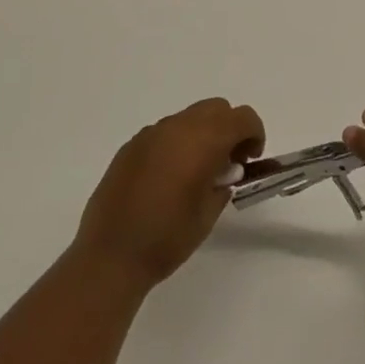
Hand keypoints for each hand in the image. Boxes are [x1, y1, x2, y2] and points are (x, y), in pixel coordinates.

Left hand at [73, 98, 264, 290]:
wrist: (110, 255)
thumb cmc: (167, 237)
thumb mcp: (209, 212)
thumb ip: (223, 182)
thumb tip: (225, 170)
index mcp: (202, 140)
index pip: (242, 118)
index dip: (254, 134)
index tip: (250, 161)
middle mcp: (177, 127)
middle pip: (216, 108)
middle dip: (229, 128)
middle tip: (228, 163)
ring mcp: (150, 134)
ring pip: (189, 117)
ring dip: (202, 134)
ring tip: (196, 172)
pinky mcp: (131, 146)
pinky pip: (164, 132)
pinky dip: (177, 143)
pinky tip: (168, 177)